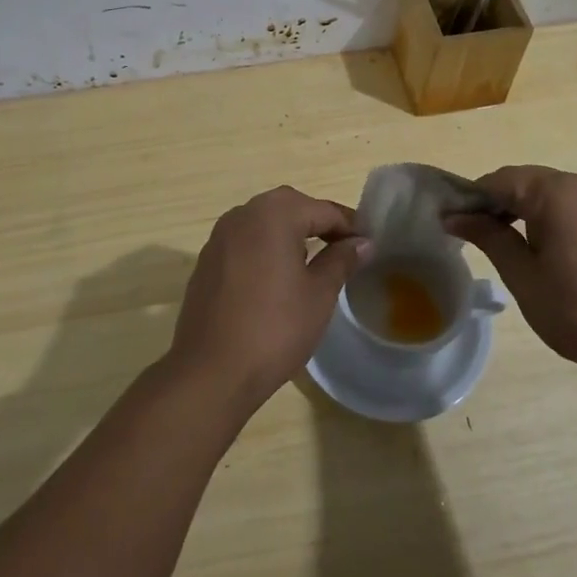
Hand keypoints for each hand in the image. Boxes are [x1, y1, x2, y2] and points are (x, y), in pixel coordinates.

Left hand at [169, 186, 370, 411]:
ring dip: (290, 232)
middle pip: (290, 206)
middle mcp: (243, 214)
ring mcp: (220, 236)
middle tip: (344, 248)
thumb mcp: (319, 294)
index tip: (370, 245)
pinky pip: (245, 241)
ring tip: (315, 261)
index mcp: (274, 214)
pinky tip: (277, 277)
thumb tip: (362, 243)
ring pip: (264, 222)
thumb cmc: (275, 328)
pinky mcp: (207, 260)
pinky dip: (265, 247)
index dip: (350, 225)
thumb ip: (341, 260)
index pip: (322, 209)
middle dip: (319, 222)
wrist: (212, 370)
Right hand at [447, 166, 576, 370]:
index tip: (449, 222)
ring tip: (500, 243)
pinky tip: (538, 249)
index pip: (499, 180)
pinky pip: (571, 207)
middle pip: (525, 181)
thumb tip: (455, 216)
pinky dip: (547, 219)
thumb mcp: (522, 275)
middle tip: (470, 234)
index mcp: (556, 192)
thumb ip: (488, 237)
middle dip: (495, 203)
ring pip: (549, 194)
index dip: (470, 198)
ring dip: (520, 210)